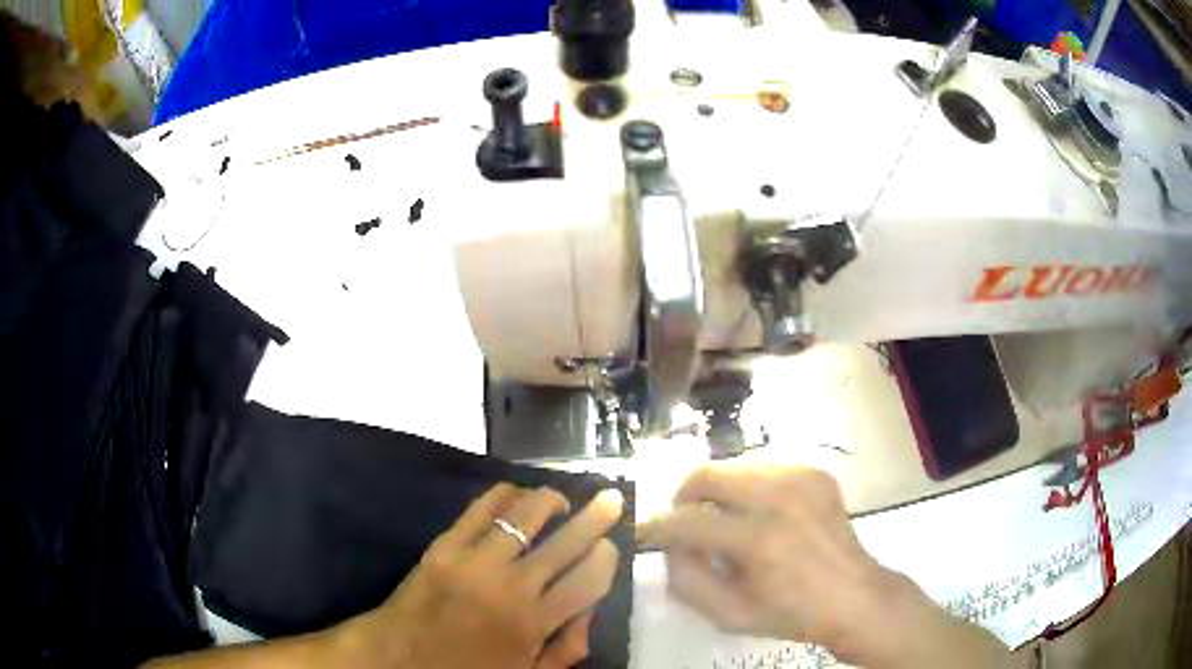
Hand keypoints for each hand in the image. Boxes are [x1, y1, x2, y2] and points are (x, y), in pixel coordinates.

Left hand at [342, 484, 623, 668]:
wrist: (400, 657)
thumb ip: (568, 648)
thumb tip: (590, 609)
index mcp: (535, 623)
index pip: (589, 579)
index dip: (607, 557)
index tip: (609, 547)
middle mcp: (511, 586)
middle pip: (566, 541)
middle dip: (597, 516)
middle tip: (612, 498)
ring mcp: (475, 560)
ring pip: (525, 514)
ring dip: (551, 500)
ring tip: (561, 500)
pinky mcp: (445, 544)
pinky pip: (482, 507)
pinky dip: (506, 495)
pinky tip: (517, 497)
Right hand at [641, 464, 1014, 668]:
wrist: (854, 596)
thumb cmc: (789, 613)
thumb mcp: (727, 614)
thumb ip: (685, 579)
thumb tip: (670, 544)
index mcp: (758, 540)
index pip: (686, 520)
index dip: (656, 527)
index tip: (645, 533)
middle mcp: (779, 497)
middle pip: (706, 474)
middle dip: (684, 498)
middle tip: (685, 523)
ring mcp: (801, 478)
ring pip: (733, 466)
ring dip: (717, 492)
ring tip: (726, 522)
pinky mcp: (815, 472)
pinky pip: (764, 468)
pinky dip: (749, 489)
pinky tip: (760, 515)